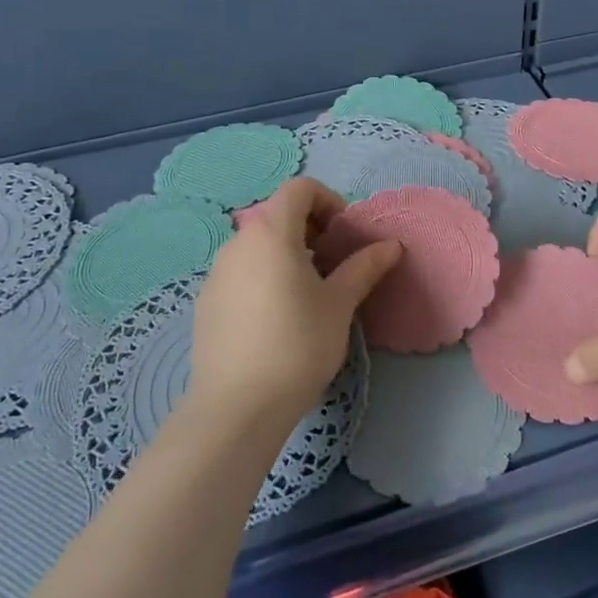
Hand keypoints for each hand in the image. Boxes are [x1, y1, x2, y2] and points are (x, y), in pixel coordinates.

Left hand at [188, 179, 401, 429]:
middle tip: (333, 264)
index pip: (299, 189)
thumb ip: (364, 267)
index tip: (344, 234)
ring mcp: (216, 273)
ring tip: (307, 293)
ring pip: (257, 245)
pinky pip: (240, 272)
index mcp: (271, 232)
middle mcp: (238, 243)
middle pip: (276, 215)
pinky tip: (276, 318)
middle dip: (310, 229)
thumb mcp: (339, 304)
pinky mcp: (205, 302)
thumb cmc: (298, 344)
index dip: (328, 200)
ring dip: (286, 253)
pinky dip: (263, 276)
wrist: (237, 407)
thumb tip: (392, 246)